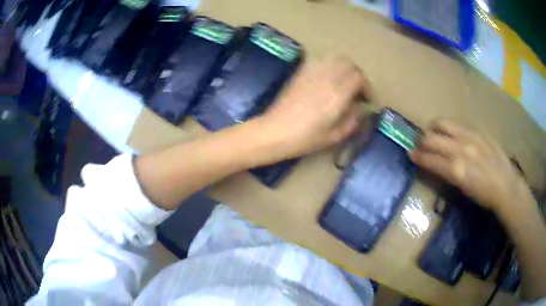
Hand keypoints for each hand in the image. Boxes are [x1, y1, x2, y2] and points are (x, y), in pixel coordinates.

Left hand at [258, 56, 369, 158]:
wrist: (275, 131)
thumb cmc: (306, 138)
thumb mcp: (335, 135)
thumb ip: (353, 120)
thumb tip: (360, 109)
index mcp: (337, 94)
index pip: (359, 78)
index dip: (367, 87)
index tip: (367, 100)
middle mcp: (327, 77)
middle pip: (349, 63)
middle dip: (357, 75)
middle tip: (357, 90)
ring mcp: (312, 72)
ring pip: (335, 58)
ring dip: (344, 67)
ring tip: (343, 83)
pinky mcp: (301, 72)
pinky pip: (320, 60)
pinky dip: (329, 65)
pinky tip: (327, 79)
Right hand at [410, 119, 528, 213]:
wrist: (505, 184)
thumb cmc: (484, 194)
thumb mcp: (463, 189)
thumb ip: (448, 173)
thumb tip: (435, 164)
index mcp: (456, 170)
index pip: (429, 159)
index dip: (417, 156)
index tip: (410, 154)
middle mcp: (460, 150)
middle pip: (432, 138)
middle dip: (422, 141)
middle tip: (420, 145)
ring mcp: (469, 136)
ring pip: (442, 123)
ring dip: (432, 128)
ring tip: (432, 132)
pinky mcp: (477, 129)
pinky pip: (457, 121)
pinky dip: (448, 125)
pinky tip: (449, 130)